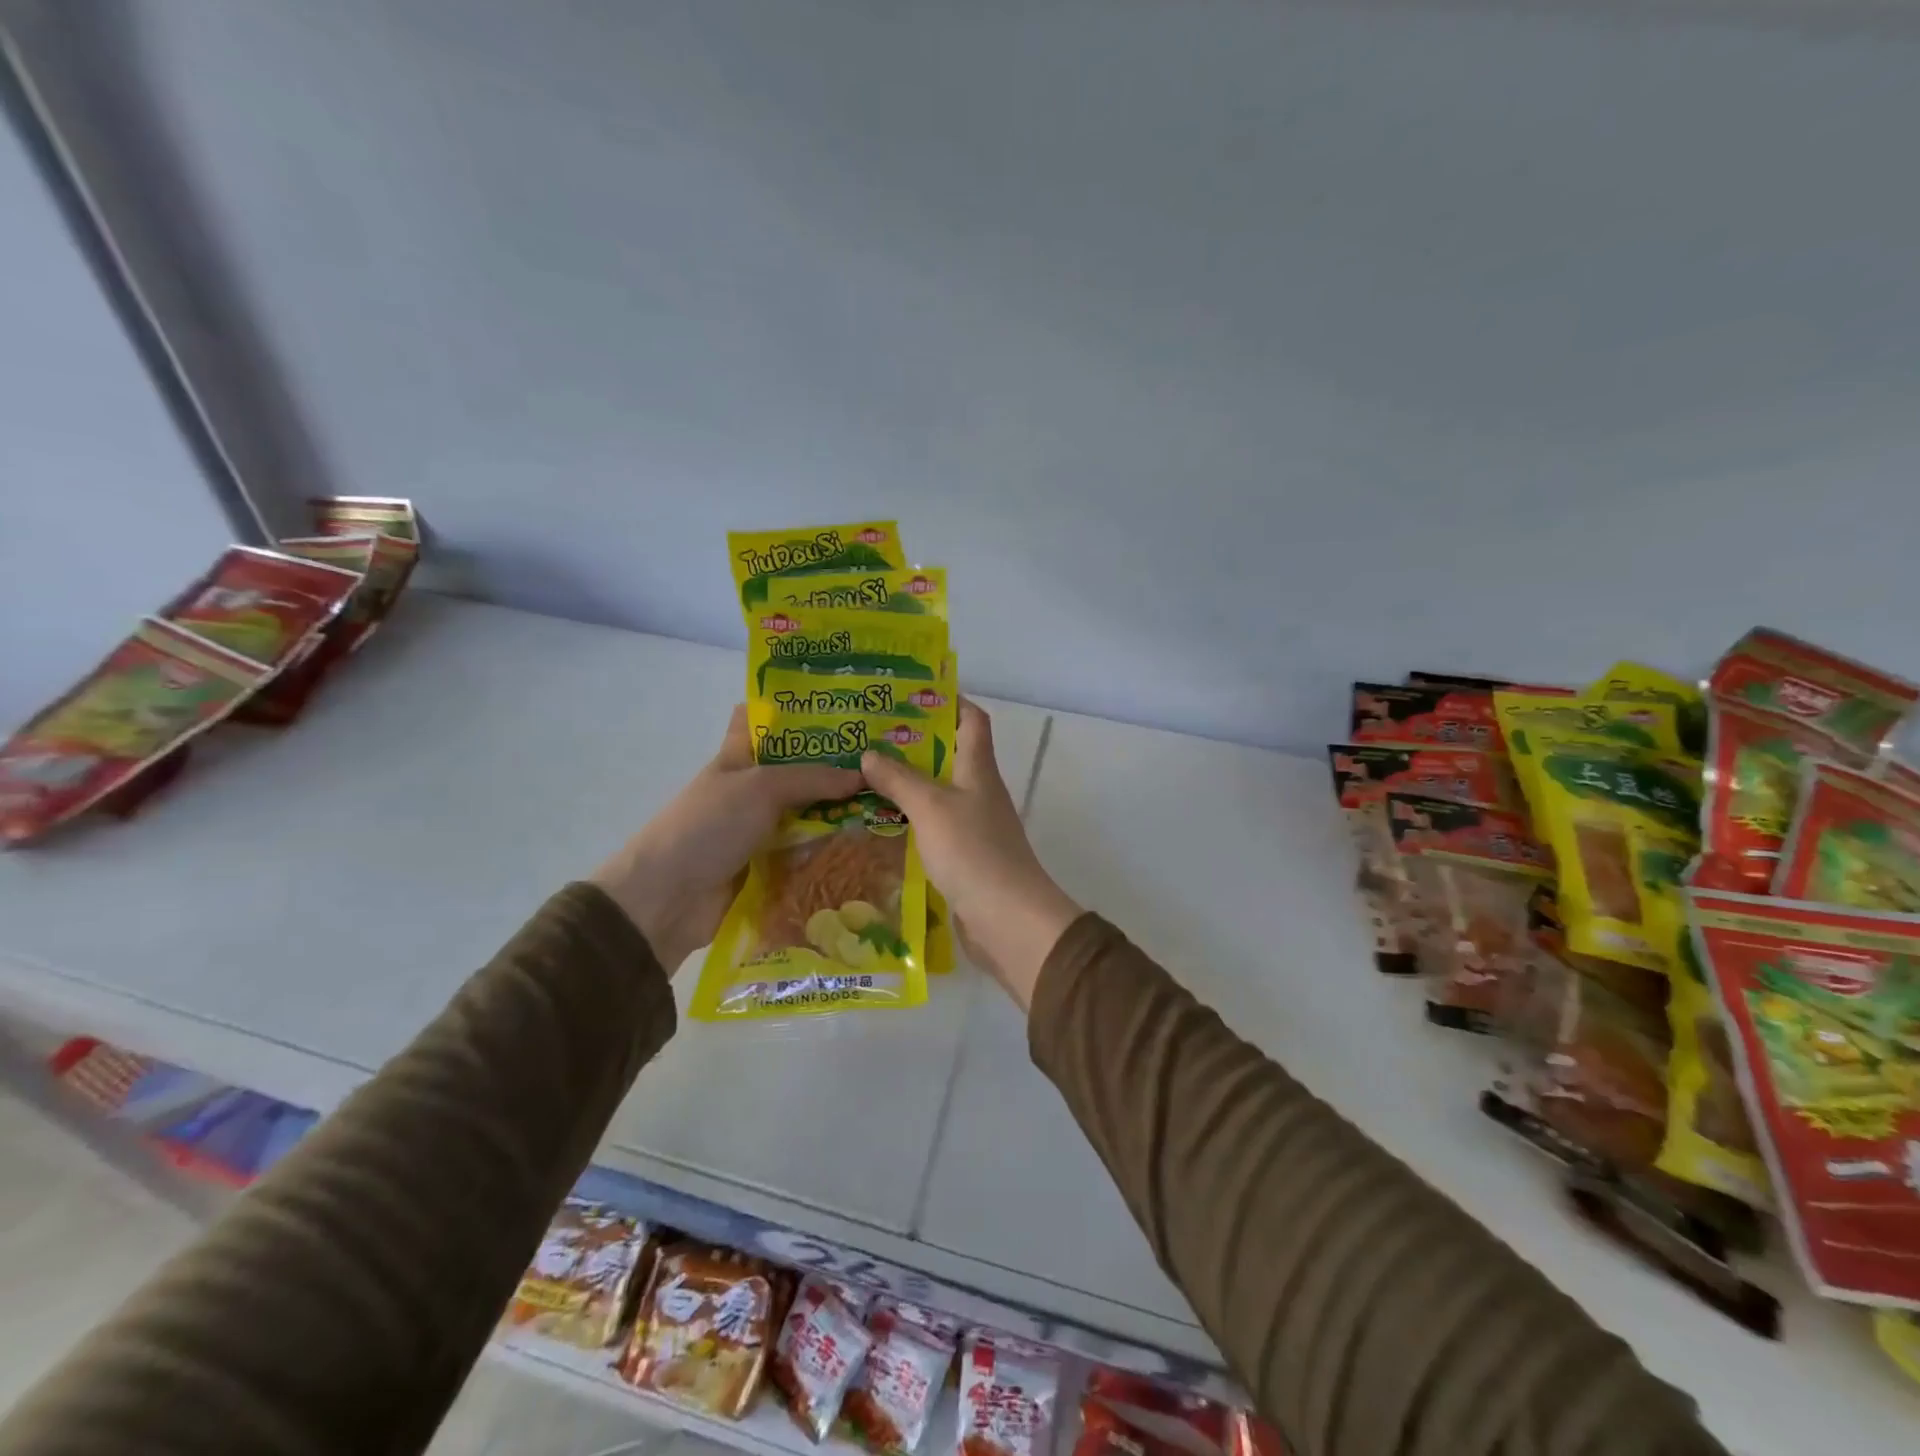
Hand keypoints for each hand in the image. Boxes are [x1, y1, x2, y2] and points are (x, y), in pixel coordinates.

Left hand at [591, 705, 861, 970]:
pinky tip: (871, 846)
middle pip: (798, 770)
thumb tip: (863, 777)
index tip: (840, 708)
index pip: (761, 719)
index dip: (794, 710)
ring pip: (807, 812)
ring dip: (840, 812)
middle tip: (887, 761)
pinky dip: (831, 850)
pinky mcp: (769, 865)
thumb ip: (813, 778)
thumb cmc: (708, 826)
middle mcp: (751, 789)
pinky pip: (806, 851)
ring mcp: (759, 828)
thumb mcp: (760, 788)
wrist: (667, 899)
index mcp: (738, 757)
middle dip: (836, 766)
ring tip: (892, 803)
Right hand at [861, 699, 1081, 1008]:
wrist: (1008, 920)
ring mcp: (972, 824)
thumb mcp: (931, 807)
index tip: (909, 693)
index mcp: (978, 768)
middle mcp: (978, 790)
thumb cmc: (973, 852)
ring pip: (936, 791)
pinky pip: (931, 825)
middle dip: (912, 741)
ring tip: (862, 773)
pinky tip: (877, 821)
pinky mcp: (962, 855)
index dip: (948, 700)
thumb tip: (869, 753)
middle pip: (949, 753)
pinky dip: (908, 818)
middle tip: (867, 734)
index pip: (971, 719)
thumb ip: (900, 779)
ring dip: (906, 781)